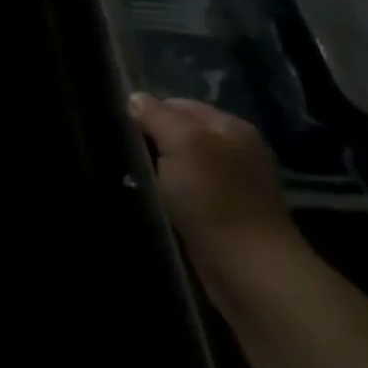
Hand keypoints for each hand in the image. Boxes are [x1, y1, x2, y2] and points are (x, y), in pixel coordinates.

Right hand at [128, 94, 306, 293]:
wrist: (248, 269)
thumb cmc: (214, 199)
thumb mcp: (182, 144)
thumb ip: (158, 116)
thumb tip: (135, 98)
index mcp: (230, 127)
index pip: (178, 104)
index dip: (147, 112)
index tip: (119, 128)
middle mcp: (235, 150)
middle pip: (180, 134)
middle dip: (151, 141)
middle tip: (120, 152)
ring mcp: (232, 184)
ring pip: (181, 164)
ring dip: (157, 170)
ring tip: (129, 176)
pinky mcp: (223, 214)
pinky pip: (186, 191)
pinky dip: (167, 193)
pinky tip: (151, 200)